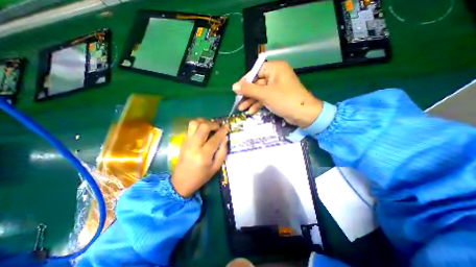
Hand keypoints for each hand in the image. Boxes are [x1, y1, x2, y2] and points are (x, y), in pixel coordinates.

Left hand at [171, 119, 229, 198]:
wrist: (181, 181)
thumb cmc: (201, 176)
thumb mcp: (216, 167)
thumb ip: (222, 151)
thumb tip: (224, 137)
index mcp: (203, 155)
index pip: (215, 138)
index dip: (223, 131)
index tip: (228, 126)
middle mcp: (194, 145)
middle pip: (203, 126)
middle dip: (213, 124)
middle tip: (219, 127)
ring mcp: (186, 142)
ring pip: (194, 123)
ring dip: (204, 122)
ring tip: (210, 127)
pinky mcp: (183, 140)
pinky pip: (190, 127)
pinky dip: (198, 125)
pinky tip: (203, 130)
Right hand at [231, 61, 321, 126]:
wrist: (303, 114)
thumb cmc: (284, 100)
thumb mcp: (265, 94)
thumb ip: (249, 89)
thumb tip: (234, 87)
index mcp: (275, 68)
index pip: (255, 72)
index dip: (245, 81)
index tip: (236, 90)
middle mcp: (276, 75)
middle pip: (257, 83)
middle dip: (247, 94)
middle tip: (238, 102)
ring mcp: (276, 87)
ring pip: (260, 92)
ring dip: (251, 101)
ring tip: (241, 109)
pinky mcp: (277, 96)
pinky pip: (265, 98)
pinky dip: (258, 104)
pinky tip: (251, 111)